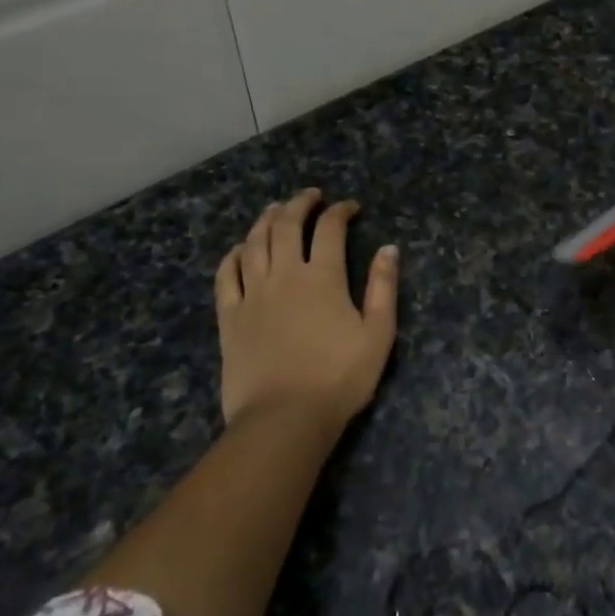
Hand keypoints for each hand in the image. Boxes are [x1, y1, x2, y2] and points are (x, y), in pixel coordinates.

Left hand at [214, 188, 399, 435]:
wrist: (284, 418)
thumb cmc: (339, 378)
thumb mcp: (378, 334)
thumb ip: (383, 288)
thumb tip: (389, 248)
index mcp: (322, 278)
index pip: (329, 229)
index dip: (340, 211)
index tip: (350, 207)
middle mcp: (284, 276)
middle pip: (286, 225)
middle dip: (299, 204)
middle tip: (310, 196)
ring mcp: (252, 294)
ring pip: (254, 243)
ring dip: (265, 220)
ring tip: (275, 210)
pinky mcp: (229, 317)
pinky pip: (226, 275)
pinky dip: (233, 255)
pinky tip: (240, 249)